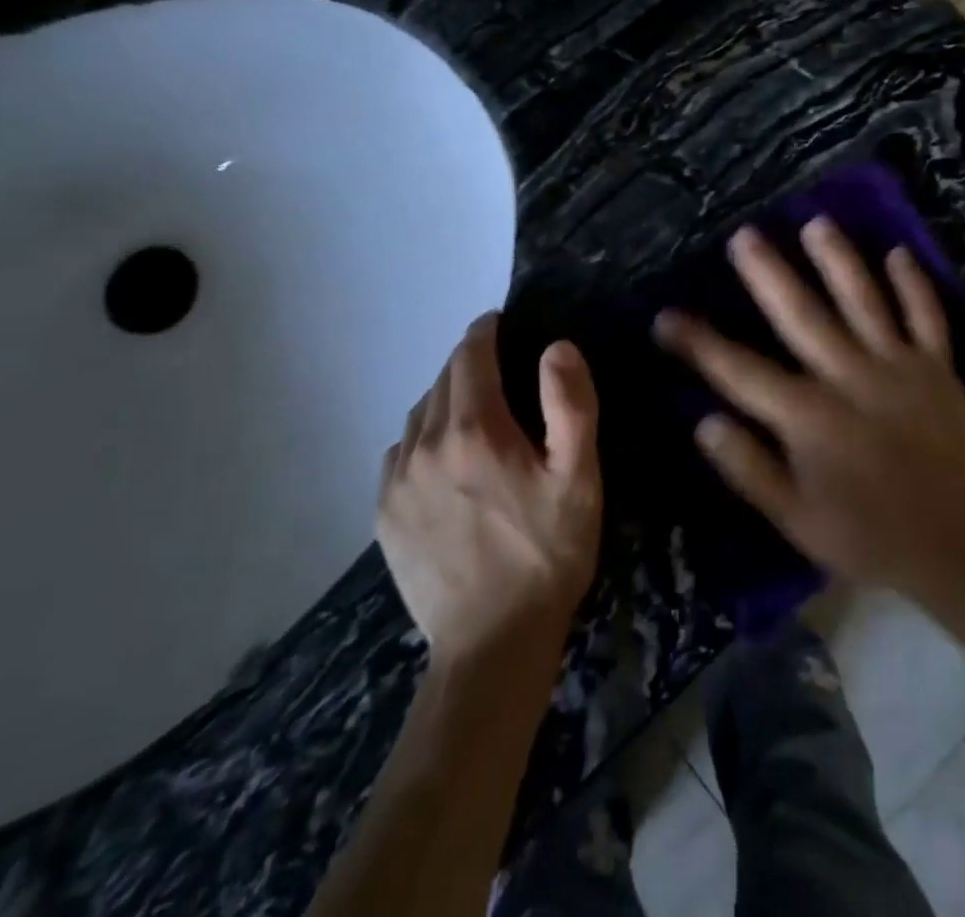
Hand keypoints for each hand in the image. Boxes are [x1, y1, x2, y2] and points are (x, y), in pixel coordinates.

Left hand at [377, 315, 601, 665]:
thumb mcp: (578, 477)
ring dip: (445, 398)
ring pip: (418, 414)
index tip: (499, 321)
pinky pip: (400, 452)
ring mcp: (397, 482)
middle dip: (469, 363)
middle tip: (498, 366)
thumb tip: (556, 347)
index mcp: (475, 430)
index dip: (485, 331)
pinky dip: (422, 437)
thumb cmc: (547, 553)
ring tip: (474, 409)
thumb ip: (570, 404)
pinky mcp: (385, 515)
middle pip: (443, 381)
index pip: (470, 355)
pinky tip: (442, 456)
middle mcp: (425, 445)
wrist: (493, 644)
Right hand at [654, 217, 964, 601]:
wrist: (958, 550)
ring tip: (816, 223)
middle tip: (744, 236)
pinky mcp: (937, 369)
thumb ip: (749, 469)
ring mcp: (898, 366)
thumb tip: (704, 422)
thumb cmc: (867, 537)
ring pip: (863, 300)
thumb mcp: (796, 520)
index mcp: (809, 416)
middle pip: (800, 315)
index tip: (666, 317)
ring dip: (838, 259)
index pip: (740, 371)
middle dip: (768, 273)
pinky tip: (899, 252)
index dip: (698, 342)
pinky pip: (926, 316)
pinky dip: (914, 284)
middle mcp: (850, 377)